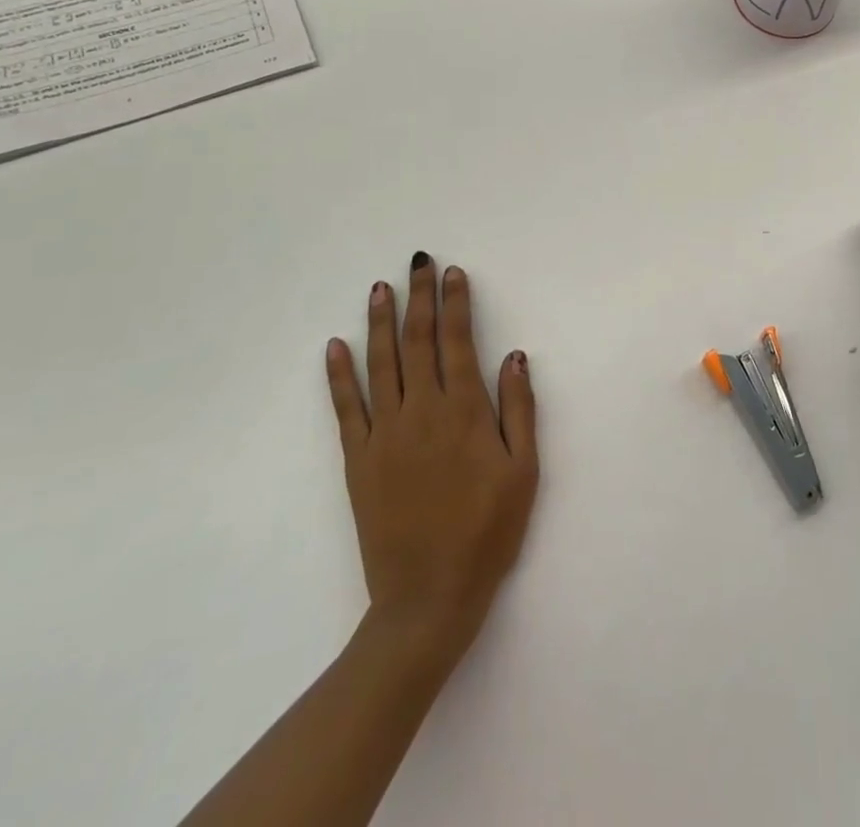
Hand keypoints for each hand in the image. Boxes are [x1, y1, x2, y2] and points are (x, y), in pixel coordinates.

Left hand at [324, 252, 538, 667]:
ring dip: (381, 322)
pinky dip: (339, 375)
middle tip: (418, 261)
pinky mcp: (358, 460)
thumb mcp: (524, 471)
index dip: (455, 304)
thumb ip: (519, 409)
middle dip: (419, 297)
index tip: (453, 273)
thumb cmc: (488, 531)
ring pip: (381, 364)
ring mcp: (385, 434)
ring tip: (380, 288)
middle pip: (418, 342)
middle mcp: (422, 412)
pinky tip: (335, 346)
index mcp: (464, 412)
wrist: (429, 597)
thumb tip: (514, 355)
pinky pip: (346, 408)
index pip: (457, 342)